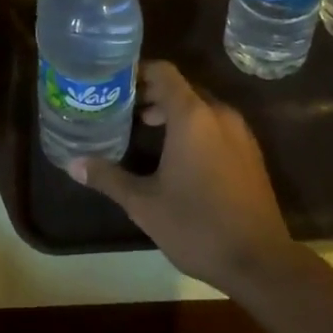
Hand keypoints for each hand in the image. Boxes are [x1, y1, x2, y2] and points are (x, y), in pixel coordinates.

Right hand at [70, 62, 298, 293]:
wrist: (259, 261)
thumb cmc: (196, 226)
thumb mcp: (144, 204)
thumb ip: (108, 177)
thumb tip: (73, 163)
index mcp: (192, 116)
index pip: (163, 72)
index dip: (137, 72)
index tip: (113, 83)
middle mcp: (218, 113)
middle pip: (181, 88)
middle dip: (151, 93)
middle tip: (121, 107)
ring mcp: (239, 132)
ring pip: (200, 106)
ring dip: (172, 111)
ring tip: (143, 128)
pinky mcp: (250, 151)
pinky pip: (216, 123)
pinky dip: (194, 126)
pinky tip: (176, 154)